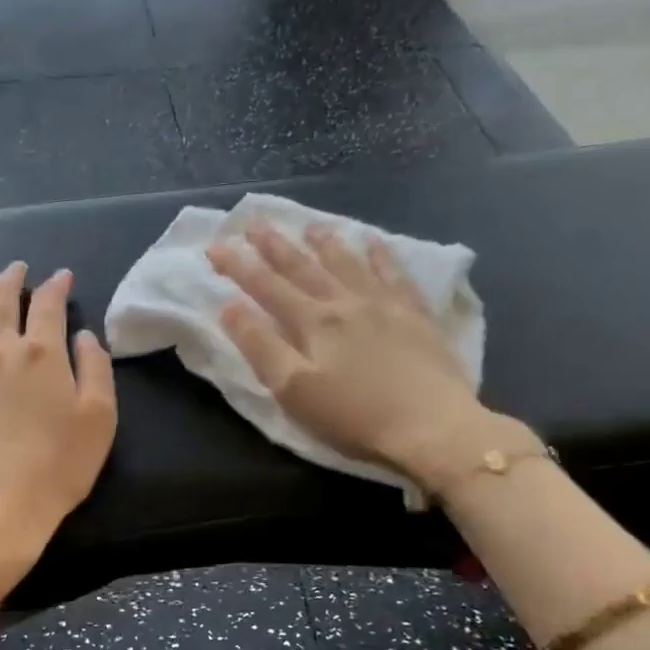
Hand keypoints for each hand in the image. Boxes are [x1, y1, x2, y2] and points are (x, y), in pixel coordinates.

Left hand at [0, 262, 117, 596]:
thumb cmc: (58, 466)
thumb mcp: (99, 418)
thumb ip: (95, 369)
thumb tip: (84, 335)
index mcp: (42, 353)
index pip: (49, 304)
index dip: (57, 285)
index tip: (63, 276)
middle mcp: (0, 349)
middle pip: (2, 300)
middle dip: (12, 278)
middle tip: (18, 266)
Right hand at [208, 223, 519, 495]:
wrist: (433, 428)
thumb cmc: (354, 417)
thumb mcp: (293, 390)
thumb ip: (260, 346)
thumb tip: (229, 306)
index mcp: (313, 323)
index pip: (266, 286)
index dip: (238, 266)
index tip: (215, 246)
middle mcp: (346, 303)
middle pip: (304, 267)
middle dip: (276, 245)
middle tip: (255, 222)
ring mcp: (385, 305)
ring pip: (349, 264)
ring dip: (326, 243)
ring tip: (311, 226)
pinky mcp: (417, 317)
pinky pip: (395, 275)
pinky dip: (382, 256)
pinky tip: (376, 243)